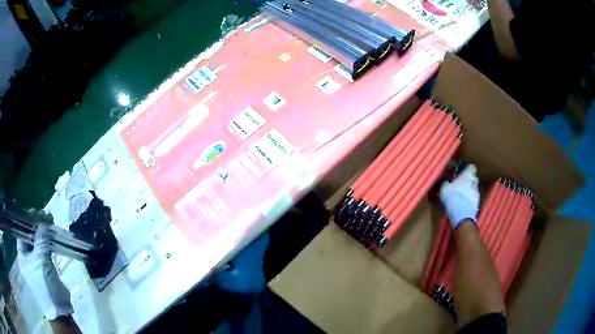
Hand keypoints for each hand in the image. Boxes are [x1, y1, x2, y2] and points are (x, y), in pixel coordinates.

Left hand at [17, 212, 73, 319]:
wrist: (59, 310)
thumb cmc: (45, 285)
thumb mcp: (41, 261)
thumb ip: (41, 240)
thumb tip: (43, 222)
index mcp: (22, 255)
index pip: (21, 232)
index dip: (28, 221)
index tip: (37, 212)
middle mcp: (26, 257)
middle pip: (30, 236)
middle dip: (37, 226)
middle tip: (46, 216)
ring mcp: (35, 264)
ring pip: (38, 243)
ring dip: (43, 233)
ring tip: (50, 222)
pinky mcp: (45, 269)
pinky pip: (44, 251)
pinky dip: (48, 243)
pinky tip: (52, 236)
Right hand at [439, 164, 479, 228]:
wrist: (462, 216)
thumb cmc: (453, 197)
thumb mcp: (444, 189)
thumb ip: (446, 183)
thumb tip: (446, 182)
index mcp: (467, 176)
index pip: (471, 167)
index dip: (467, 169)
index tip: (462, 171)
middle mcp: (474, 182)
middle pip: (473, 178)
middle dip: (468, 180)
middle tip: (461, 184)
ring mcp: (476, 194)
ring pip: (473, 189)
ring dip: (469, 191)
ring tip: (461, 196)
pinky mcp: (477, 204)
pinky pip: (473, 199)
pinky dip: (469, 200)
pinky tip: (462, 204)